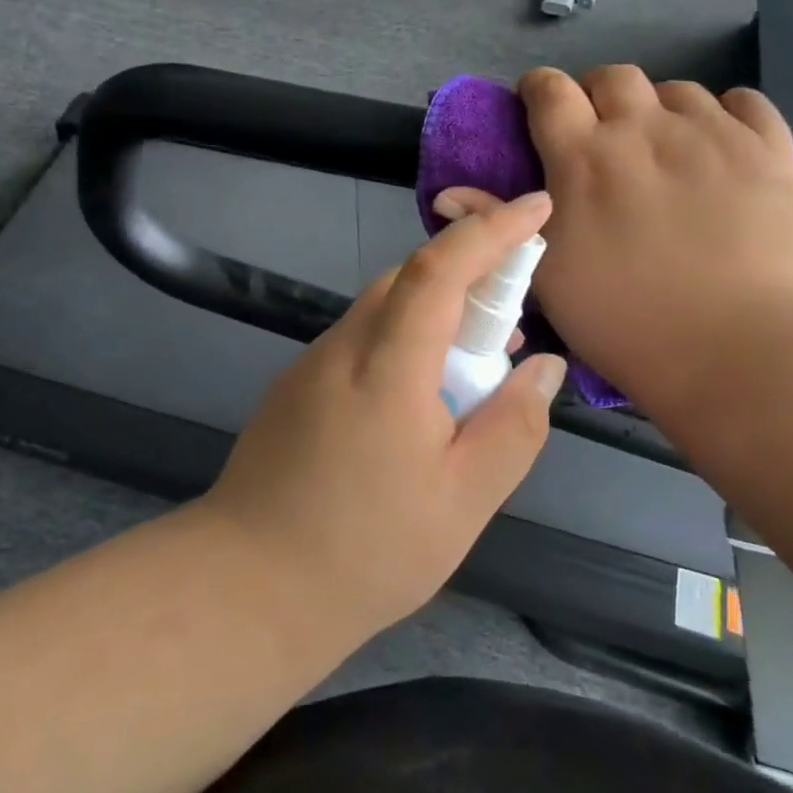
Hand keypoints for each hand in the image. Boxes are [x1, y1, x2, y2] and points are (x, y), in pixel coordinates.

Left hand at [201, 192, 567, 635]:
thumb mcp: (464, 502)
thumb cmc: (366, 551)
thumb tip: (543, 366)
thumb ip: (513, 426)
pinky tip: (422, 397)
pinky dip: (404, 340)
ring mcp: (312, 363)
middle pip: (409, 278)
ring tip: (478, 366)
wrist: (249, 585)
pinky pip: (363, 339)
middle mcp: (343, 347)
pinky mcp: (296, 384)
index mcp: (386, 367)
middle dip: (469, 272)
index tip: (535, 207)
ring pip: (384, 308)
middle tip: (513, 315)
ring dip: (436, 312)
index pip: (439, 269)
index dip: (490, 230)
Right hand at [436, 66, 792, 416]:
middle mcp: (644, 129)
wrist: (732, 348)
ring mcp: (712, 134)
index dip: (539, 89)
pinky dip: (728, 114)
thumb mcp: (546, 275)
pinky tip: (722, 142)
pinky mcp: (768, 151)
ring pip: (679, 89)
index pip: (550, 90)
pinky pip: (747, 103)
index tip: (539, 105)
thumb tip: (446, 193)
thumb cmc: (623, 318)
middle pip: (614, 76)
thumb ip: (498, 223)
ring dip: (661, 108)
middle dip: (599, 94)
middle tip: (603, 133)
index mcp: (583, 156)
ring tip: (665, 147)